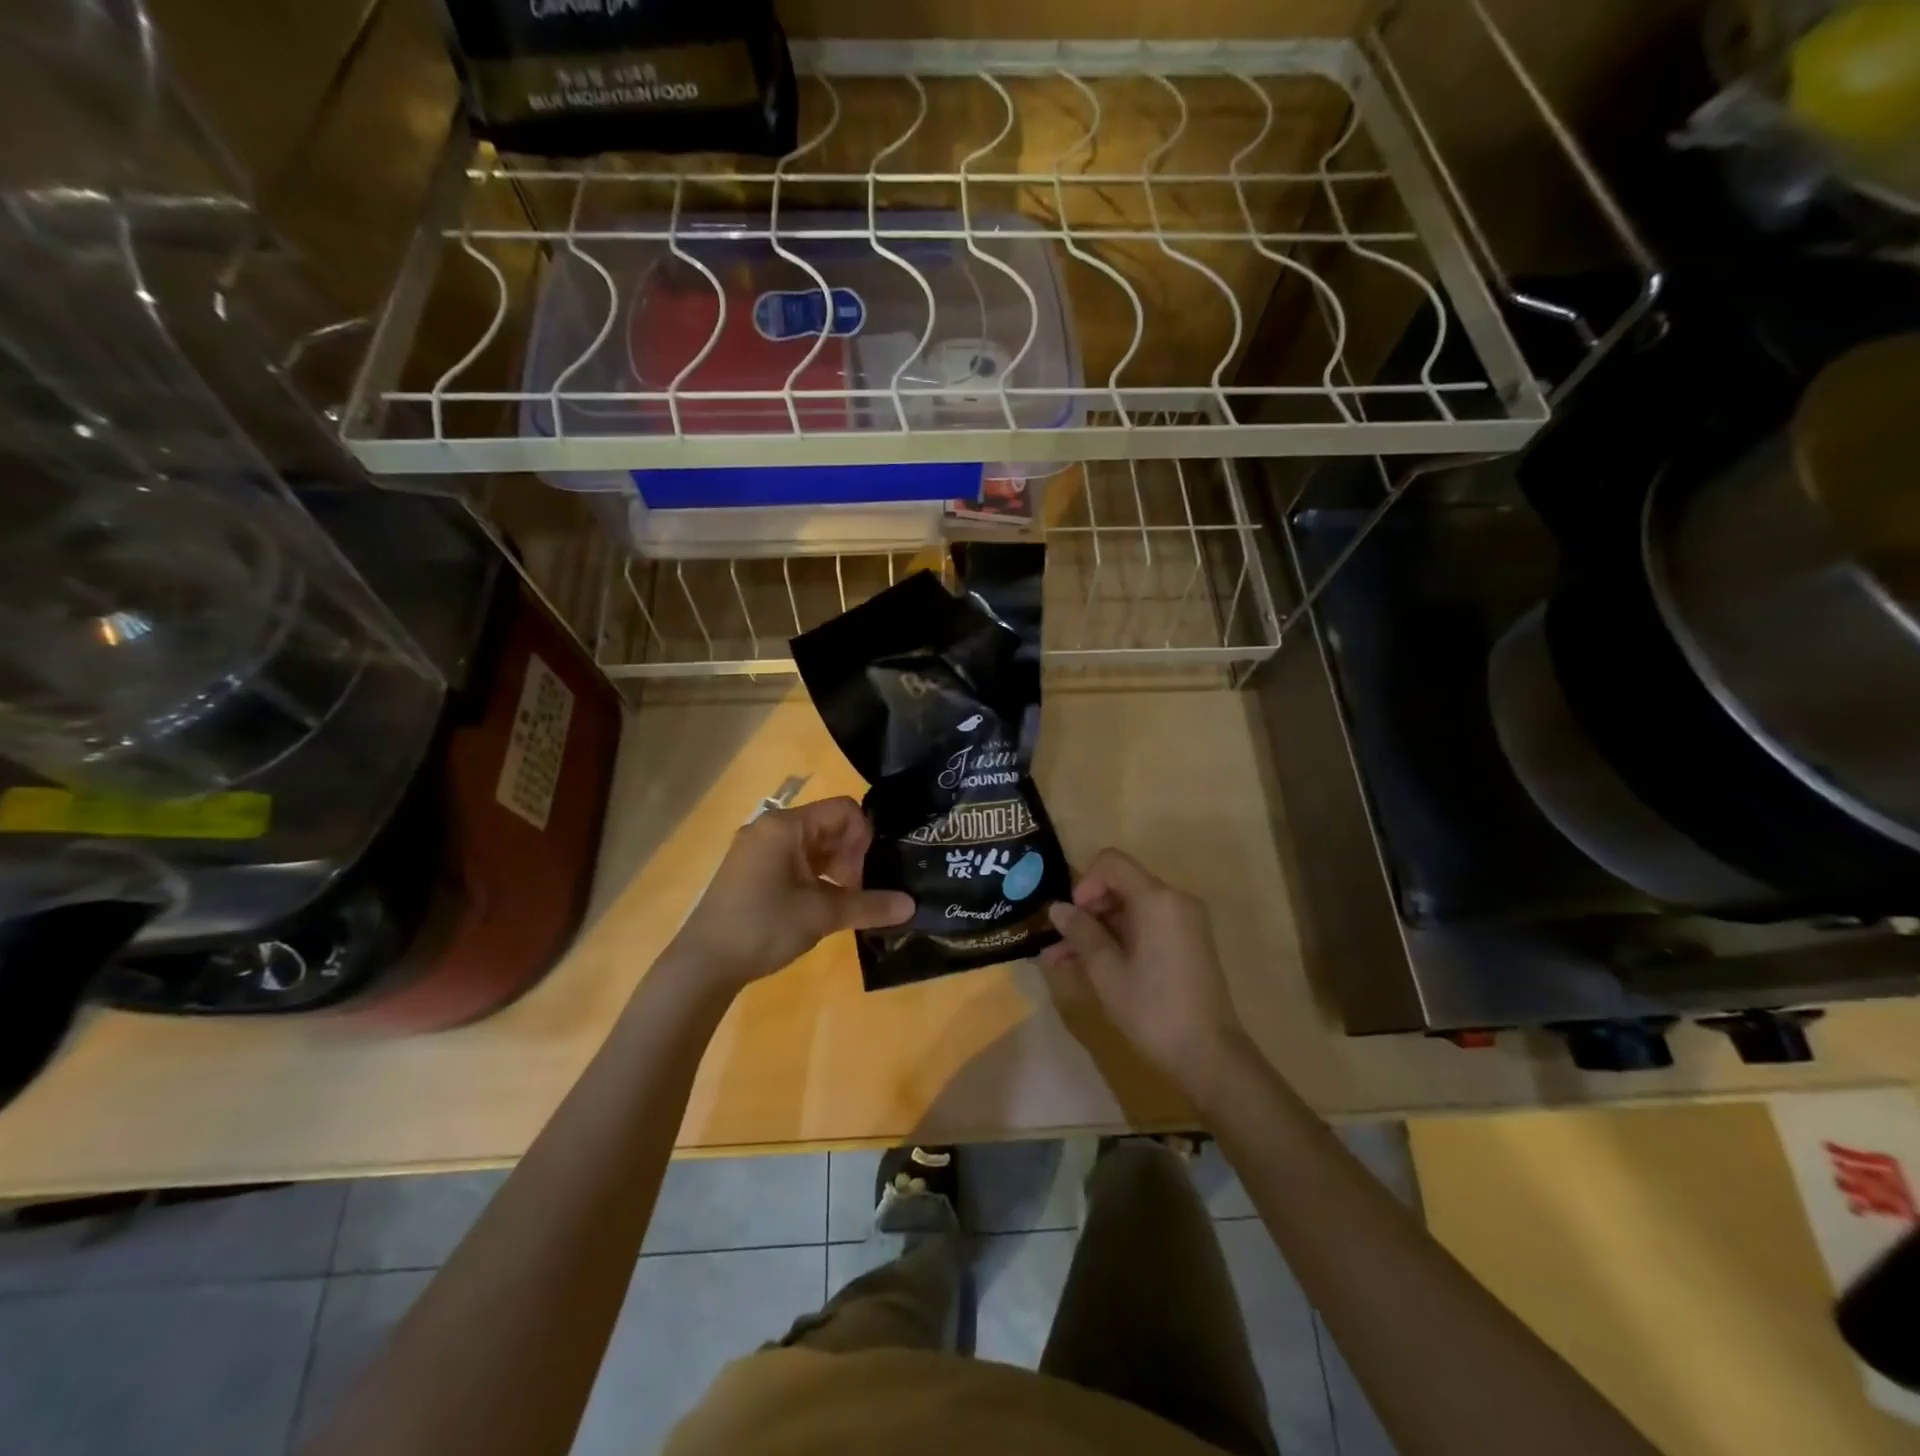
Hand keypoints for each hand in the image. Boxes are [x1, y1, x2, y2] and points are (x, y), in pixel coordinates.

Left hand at [671, 797, 912, 991]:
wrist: (703, 964)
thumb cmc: (763, 926)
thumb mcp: (821, 915)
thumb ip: (868, 905)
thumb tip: (912, 906)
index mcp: (785, 826)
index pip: (843, 809)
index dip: (864, 837)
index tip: (867, 873)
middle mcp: (770, 828)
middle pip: (828, 826)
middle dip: (851, 856)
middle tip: (858, 893)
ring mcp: (758, 849)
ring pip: (813, 846)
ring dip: (836, 869)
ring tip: (846, 903)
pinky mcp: (752, 871)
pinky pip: (795, 861)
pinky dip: (816, 878)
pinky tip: (823, 907)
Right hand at [1040, 848, 1248, 1095]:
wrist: (1210, 1055)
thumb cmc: (1153, 1008)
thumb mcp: (1106, 971)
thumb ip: (1081, 932)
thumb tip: (1057, 908)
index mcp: (1157, 899)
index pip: (1111, 862)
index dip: (1084, 883)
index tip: (1072, 918)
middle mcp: (1174, 900)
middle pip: (1121, 885)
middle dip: (1086, 911)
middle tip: (1059, 944)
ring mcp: (1185, 922)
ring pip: (1130, 910)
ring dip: (1098, 929)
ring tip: (1062, 962)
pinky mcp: (1188, 943)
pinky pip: (1146, 926)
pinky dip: (1120, 939)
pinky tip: (1092, 967)